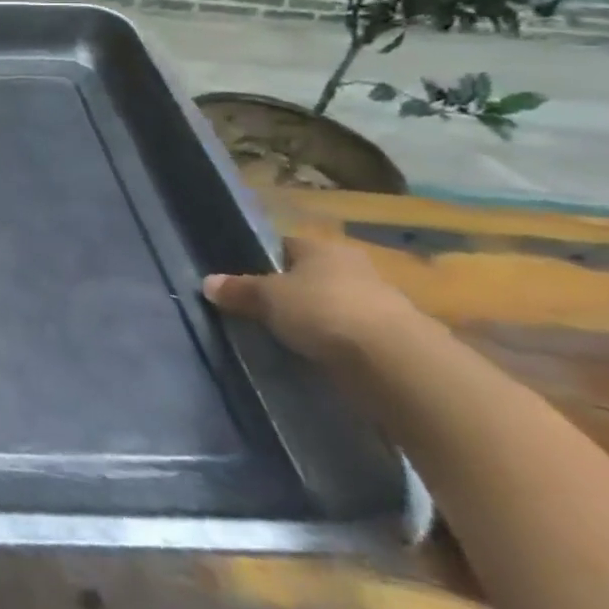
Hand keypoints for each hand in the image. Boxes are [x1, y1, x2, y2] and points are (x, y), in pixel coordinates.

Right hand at [202, 235, 420, 365]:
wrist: (398, 363)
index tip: (249, 281)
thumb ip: (238, 290)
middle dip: (296, 291)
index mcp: (322, 247)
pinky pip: (357, 335)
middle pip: (315, 275)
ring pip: (339, 305)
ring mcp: (383, 303)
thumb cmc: (323, 311)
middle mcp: (355, 267)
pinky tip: (325, 358)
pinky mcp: (400, 340)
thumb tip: (208, 283)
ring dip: (322, 319)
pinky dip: (342, 344)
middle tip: (268, 311)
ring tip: (295, 338)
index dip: (266, 260)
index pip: (287, 245)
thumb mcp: (266, 299)